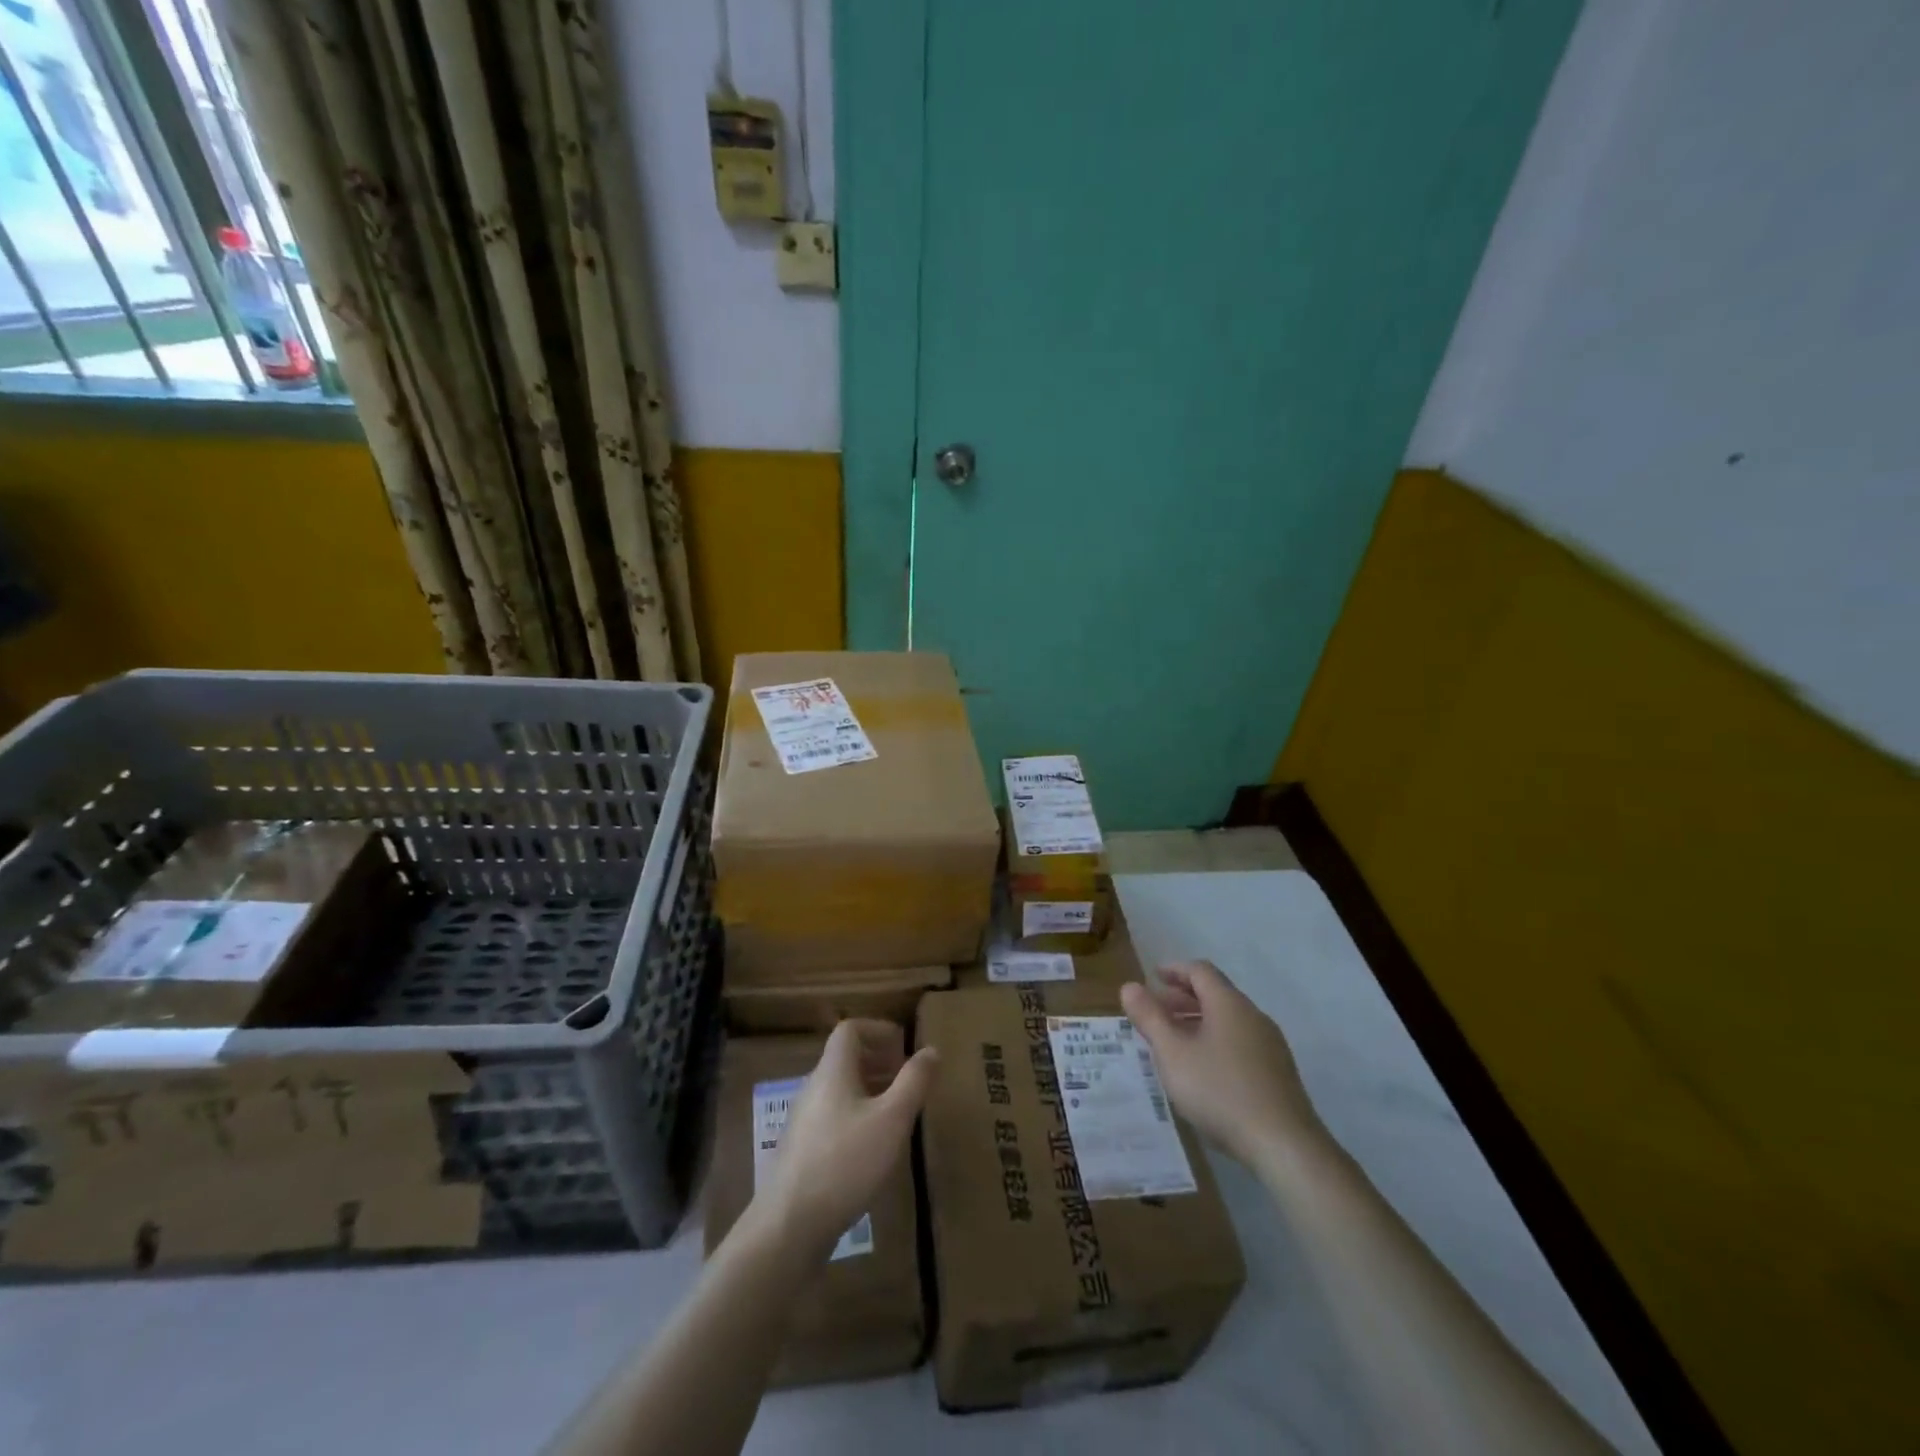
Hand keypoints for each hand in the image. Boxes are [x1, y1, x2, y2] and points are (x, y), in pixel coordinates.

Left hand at [754, 1019, 938, 1256]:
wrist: (788, 1226)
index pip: (850, 1029)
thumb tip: (931, 1049)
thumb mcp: (892, 1119)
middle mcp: (813, 1087)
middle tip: (908, 1080)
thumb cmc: (846, 1162)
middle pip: (845, 1058)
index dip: (878, 1029)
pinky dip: (855, 1115)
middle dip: (879, 1061)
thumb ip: (914, 1082)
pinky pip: (832, 1115)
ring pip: (839, 1089)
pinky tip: (871, 1148)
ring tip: (896, 1113)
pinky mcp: (800, 1150)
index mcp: (832, 1070)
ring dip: (869, 1090)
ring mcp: (802, 1120)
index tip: (904, 1046)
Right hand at [1121, 961, 1322, 1168]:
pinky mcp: (1278, 1072)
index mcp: (1229, 1003)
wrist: (1284, 1145)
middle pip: (1215, 993)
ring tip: (1174, 1042)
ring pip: (1228, 1020)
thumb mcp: (1172, 1054)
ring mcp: (1270, 1045)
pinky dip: (1215, 1041)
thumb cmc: (1220, 1091)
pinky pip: (1240, 1042)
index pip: (1200, 970)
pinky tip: (1203, 1070)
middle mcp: (1253, 1016)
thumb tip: (1129, 986)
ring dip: (1198, 1021)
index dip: (1174, 970)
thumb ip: (1149, 1018)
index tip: (1152, 977)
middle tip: (1156, 1012)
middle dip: (1182, 998)